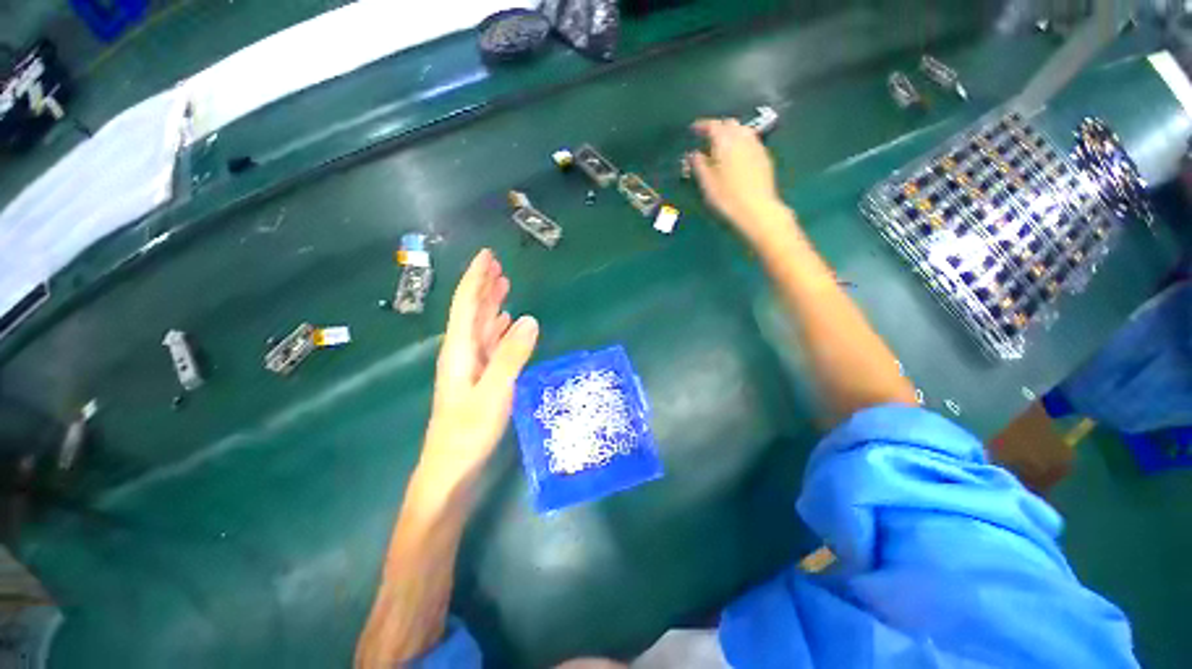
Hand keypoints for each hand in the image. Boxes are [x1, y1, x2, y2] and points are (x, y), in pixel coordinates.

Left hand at [417, 249, 538, 495]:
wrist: (451, 469)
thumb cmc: (468, 432)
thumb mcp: (494, 392)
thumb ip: (512, 356)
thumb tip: (529, 319)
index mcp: (459, 351)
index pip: (466, 305)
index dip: (475, 279)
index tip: (487, 256)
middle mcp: (462, 353)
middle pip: (471, 312)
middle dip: (482, 286)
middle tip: (497, 266)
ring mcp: (470, 366)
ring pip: (480, 326)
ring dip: (490, 304)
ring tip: (503, 286)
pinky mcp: (479, 378)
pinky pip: (489, 344)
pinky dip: (497, 329)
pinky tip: (505, 324)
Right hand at [688, 118, 790, 242]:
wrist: (757, 208)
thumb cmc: (727, 197)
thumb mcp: (707, 183)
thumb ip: (699, 165)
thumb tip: (694, 154)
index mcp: (725, 142)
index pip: (713, 125)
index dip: (702, 125)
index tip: (693, 129)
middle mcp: (742, 138)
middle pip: (729, 124)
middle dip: (718, 128)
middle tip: (707, 139)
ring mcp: (756, 146)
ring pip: (742, 130)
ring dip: (731, 133)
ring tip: (722, 146)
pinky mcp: (764, 156)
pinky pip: (751, 140)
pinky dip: (741, 142)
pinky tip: (737, 155)